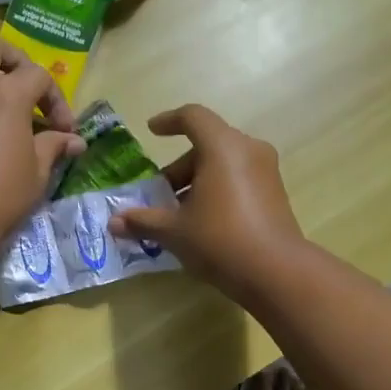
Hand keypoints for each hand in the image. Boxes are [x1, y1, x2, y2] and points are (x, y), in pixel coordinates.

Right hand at [107, 104, 307, 300]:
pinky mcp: (275, 193)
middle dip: (178, 167)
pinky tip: (203, 222)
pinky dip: (218, 190)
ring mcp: (266, 171)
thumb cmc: (219, 239)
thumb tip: (113, 223)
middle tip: (159, 194)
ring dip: (197, 181)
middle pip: (207, 144)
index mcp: (223, 147)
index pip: (193, 117)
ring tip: (178, 213)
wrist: (276, 272)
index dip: (169, 121)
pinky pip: (239, 179)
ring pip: (224, 163)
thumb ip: (143, 221)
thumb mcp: (174, 231)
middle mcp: (248, 150)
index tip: (152, 131)